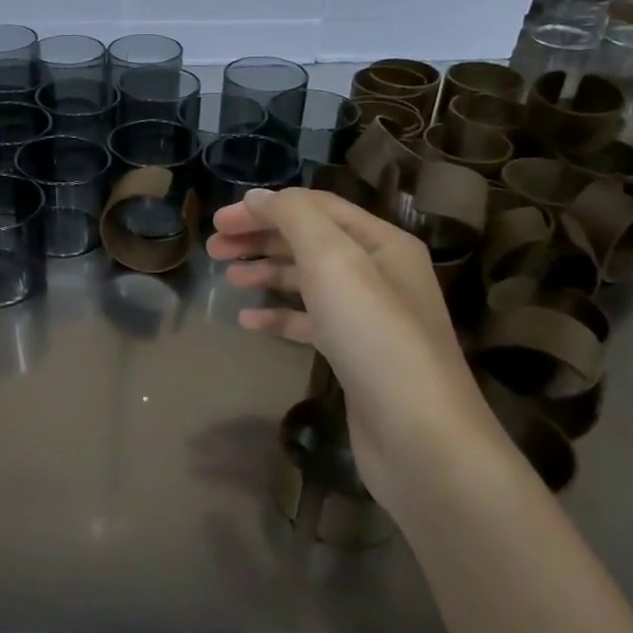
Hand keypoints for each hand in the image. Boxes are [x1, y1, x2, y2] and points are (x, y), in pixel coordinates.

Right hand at [206, 187, 502, 505]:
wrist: (419, 435)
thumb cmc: (374, 335)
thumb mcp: (333, 261)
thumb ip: (294, 219)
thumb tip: (258, 197)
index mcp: (381, 242)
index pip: (315, 207)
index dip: (264, 208)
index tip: (218, 221)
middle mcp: (378, 272)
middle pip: (309, 241)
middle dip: (260, 239)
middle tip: (213, 248)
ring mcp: (368, 316)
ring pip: (307, 281)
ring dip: (266, 273)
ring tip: (228, 278)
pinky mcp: (354, 354)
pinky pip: (310, 322)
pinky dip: (279, 317)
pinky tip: (248, 323)